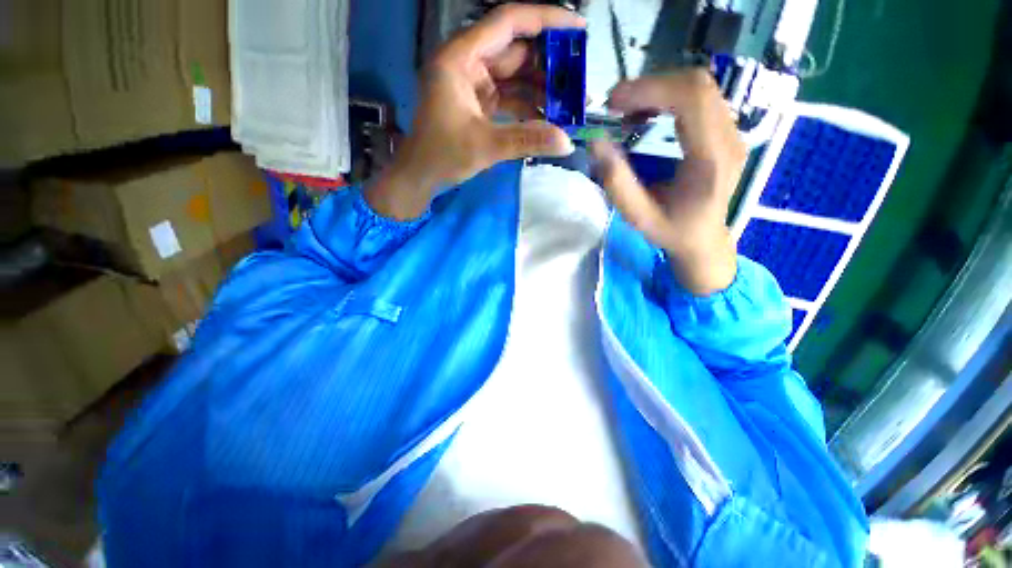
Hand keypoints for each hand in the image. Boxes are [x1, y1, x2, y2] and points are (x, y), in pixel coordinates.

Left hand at [367, 4, 584, 218]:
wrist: (420, 176)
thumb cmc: (442, 156)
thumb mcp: (486, 146)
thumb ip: (527, 140)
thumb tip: (567, 143)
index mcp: (461, 57)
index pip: (508, 23)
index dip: (546, 20)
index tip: (579, 29)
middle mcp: (468, 62)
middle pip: (516, 50)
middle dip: (549, 65)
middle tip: (579, 80)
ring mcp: (474, 83)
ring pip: (516, 76)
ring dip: (541, 89)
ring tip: (570, 105)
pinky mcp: (479, 102)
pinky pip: (510, 96)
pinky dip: (528, 106)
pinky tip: (548, 118)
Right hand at [590, 70, 746, 295]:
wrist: (704, 239)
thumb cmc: (671, 231)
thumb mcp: (638, 217)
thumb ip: (616, 182)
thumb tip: (596, 142)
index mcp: (712, 159)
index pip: (692, 98)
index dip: (650, 89)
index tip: (613, 103)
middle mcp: (729, 137)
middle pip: (697, 84)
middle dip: (650, 86)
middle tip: (615, 107)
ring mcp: (731, 131)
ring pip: (698, 85)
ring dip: (657, 90)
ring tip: (627, 112)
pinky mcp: (724, 130)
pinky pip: (698, 97)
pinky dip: (667, 97)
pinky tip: (647, 115)